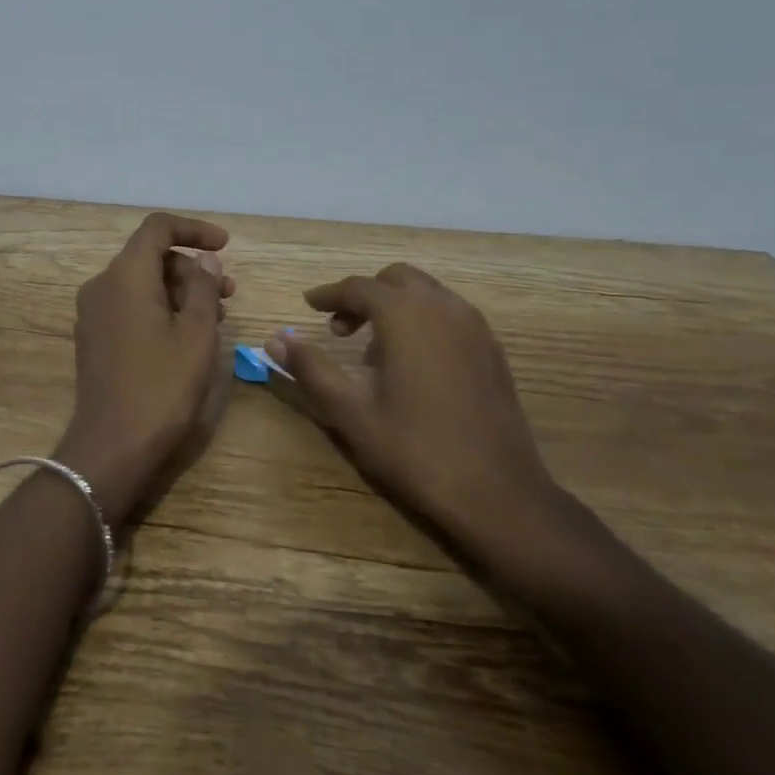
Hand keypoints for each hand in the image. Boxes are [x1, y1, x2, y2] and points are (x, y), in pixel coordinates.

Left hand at [55, 213, 233, 524]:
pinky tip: (186, 335)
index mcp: (125, 275)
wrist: (112, 446)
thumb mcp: (195, 334)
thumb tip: (204, 258)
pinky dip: (160, 309)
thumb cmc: (161, 386)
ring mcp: (93, 313)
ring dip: (179, 291)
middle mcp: (102, 285)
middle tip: (228, 293)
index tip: (226, 246)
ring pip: (141, 283)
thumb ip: (202, 286)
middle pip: (149, 256)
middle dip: (191, 268)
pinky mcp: (94, 337)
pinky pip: (130, 306)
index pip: (157, 228)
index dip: (194, 229)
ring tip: (215, 317)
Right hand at [266, 264, 561, 554]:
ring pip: (426, 294)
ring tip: (372, 350)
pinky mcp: (492, 350)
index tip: (308, 305)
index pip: (358, 287)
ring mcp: (475, 328)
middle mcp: (443, 308)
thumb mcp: (351, 412)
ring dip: (394, 306)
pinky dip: (422, 320)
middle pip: (396, 280)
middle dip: (364, 295)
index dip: (329, 294)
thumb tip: (275, 339)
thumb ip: (311, 369)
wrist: (499, 494)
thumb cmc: (416, 450)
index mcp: (406, 316)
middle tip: (338, 328)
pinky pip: (449, 315)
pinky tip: (412, 364)